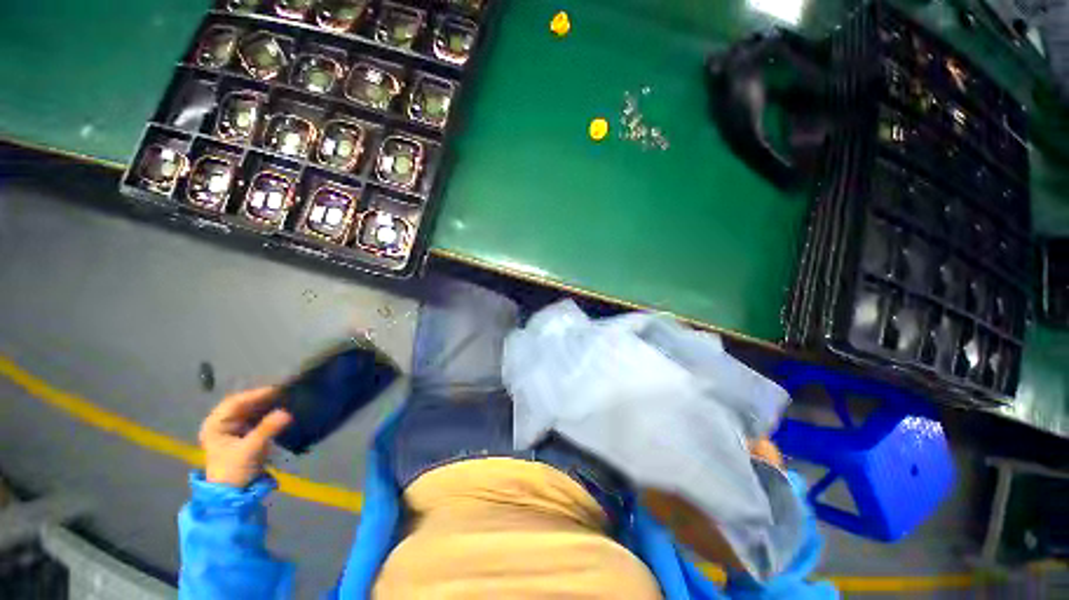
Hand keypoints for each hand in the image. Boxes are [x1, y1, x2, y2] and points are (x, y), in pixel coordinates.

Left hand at [198, 387, 292, 487]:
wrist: (232, 493)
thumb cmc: (234, 471)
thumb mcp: (250, 450)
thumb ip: (267, 429)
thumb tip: (286, 412)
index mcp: (214, 425)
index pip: (235, 402)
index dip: (255, 395)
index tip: (276, 390)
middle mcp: (221, 423)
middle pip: (243, 404)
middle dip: (262, 398)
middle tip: (284, 393)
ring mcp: (232, 428)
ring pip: (250, 409)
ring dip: (266, 405)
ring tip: (285, 399)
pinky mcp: (243, 433)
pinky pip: (256, 417)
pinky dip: (267, 412)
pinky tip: (279, 409)